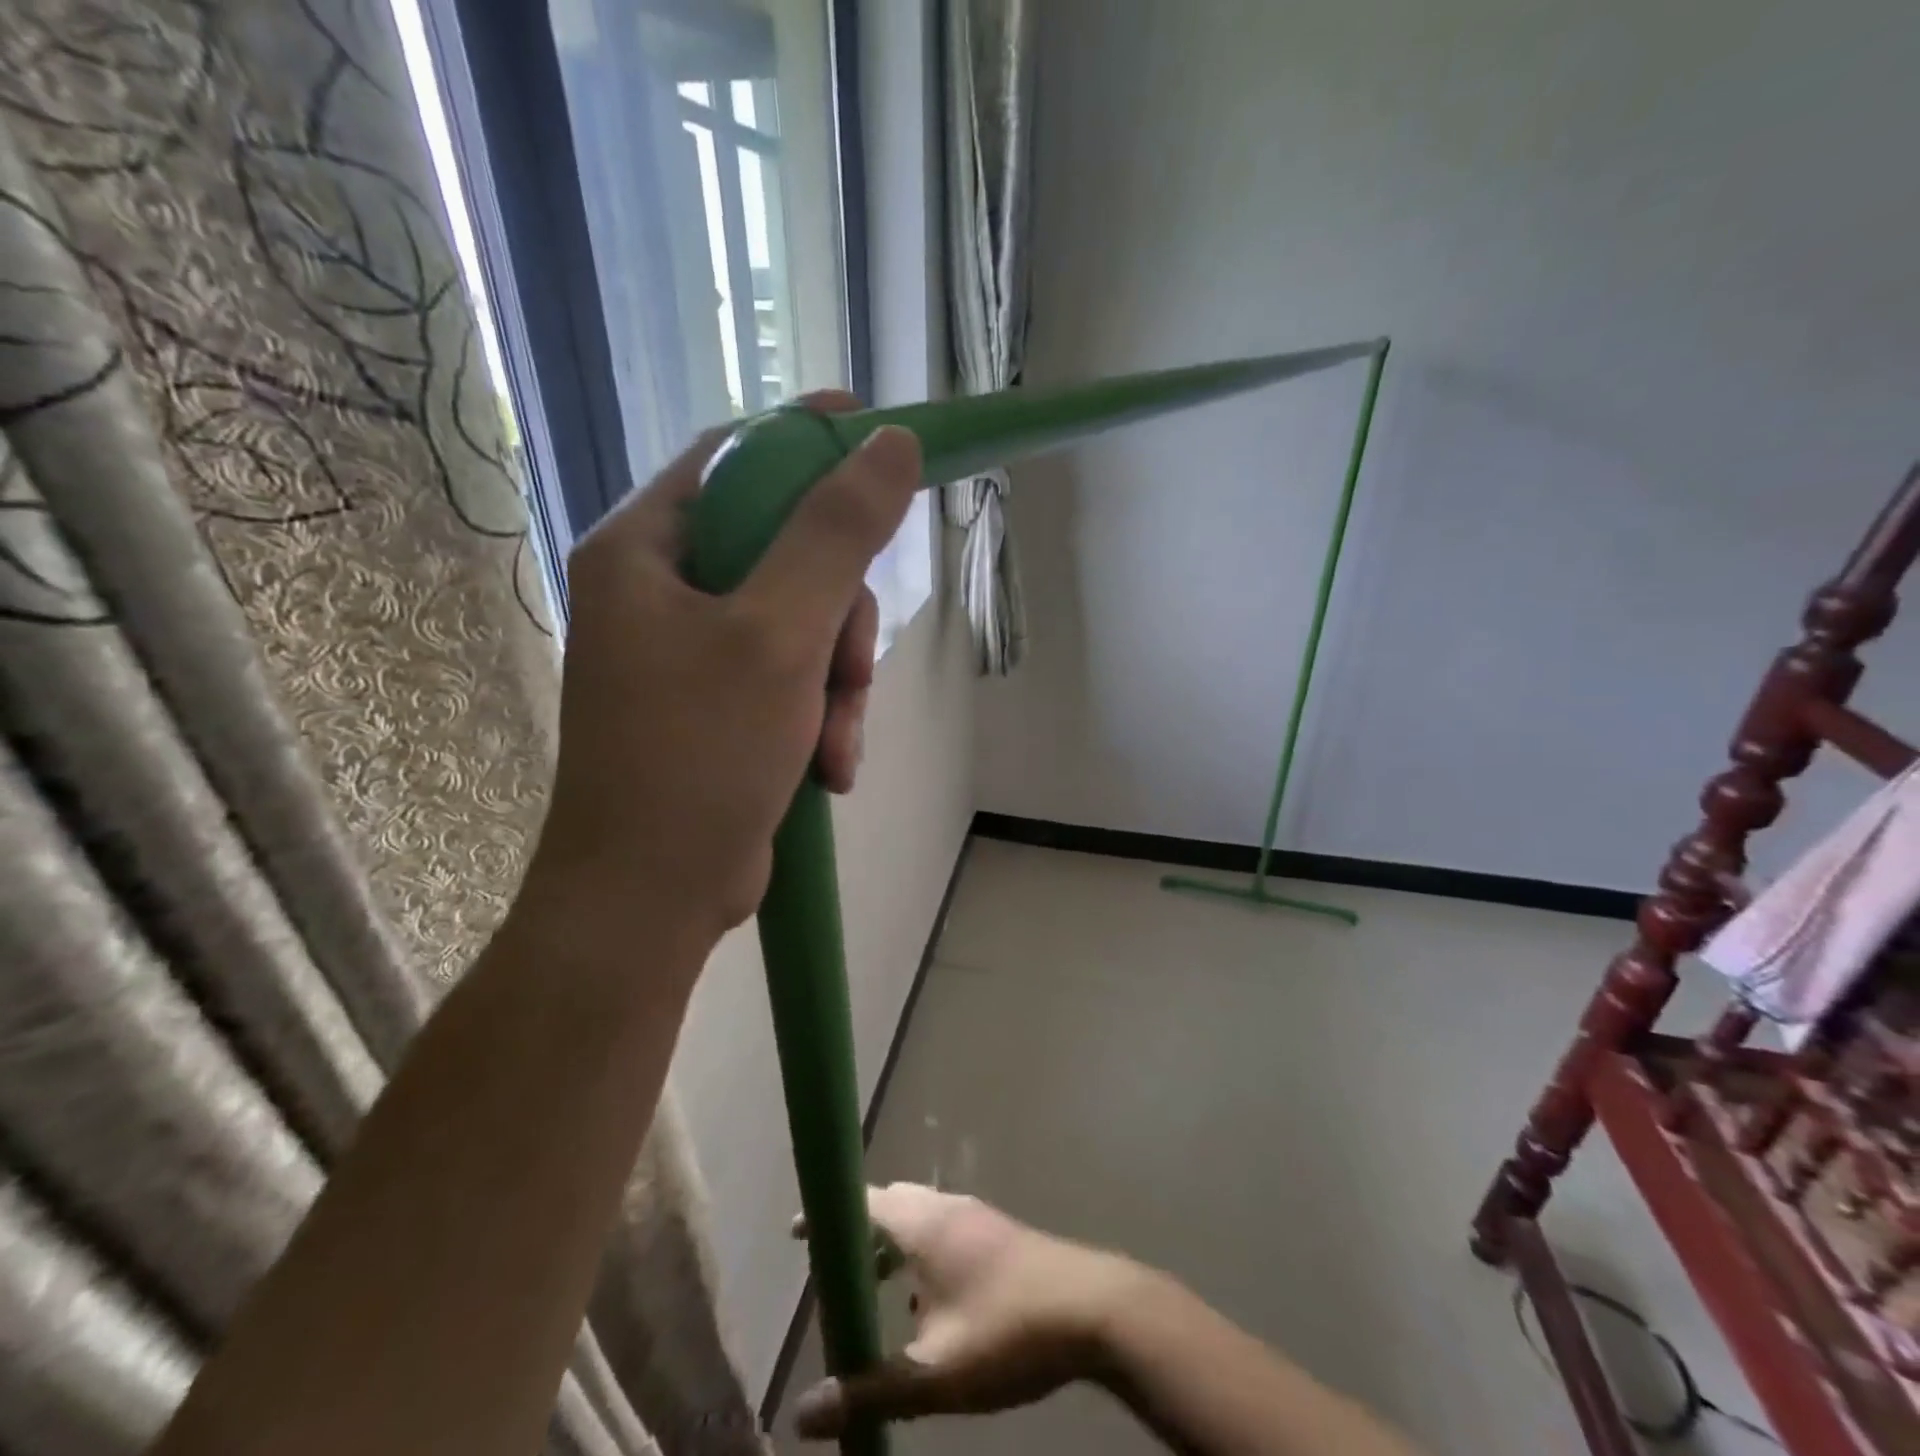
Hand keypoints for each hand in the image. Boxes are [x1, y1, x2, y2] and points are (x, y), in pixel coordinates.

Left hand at [527, 396, 922, 952]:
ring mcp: (692, 655)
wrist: (650, 898)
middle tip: (851, 670)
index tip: (884, 442)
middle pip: (786, 554)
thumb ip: (835, 535)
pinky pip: (795, 680)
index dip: (812, 444)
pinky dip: (822, 719)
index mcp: (647, 551)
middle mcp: (662, 593)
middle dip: (838, 618)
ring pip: (804, 625)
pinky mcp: (721, 707)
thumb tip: (890, 443)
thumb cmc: (699, 754)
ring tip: (835, 744)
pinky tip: (830, 769)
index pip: (738, 460)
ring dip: (839, 683)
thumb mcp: (778, 635)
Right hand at [791, 1184, 1143, 1437]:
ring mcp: (976, 1217)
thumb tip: (802, 1414)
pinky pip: (942, 1232)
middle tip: (832, 1270)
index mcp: (923, 1223)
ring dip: (892, 1247)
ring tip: (873, 1292)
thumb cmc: (1007, 1330)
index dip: (829, 1215)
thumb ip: (869, 1389)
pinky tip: (926, 1307)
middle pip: (890, 1206)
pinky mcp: (998, 1235)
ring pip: (919, 1219)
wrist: (1093, 1308)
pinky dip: (920, 1256)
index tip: (798, 1232)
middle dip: (859, 1233)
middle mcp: (946, 1207)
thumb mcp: (934, 1372)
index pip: (863, 1202)